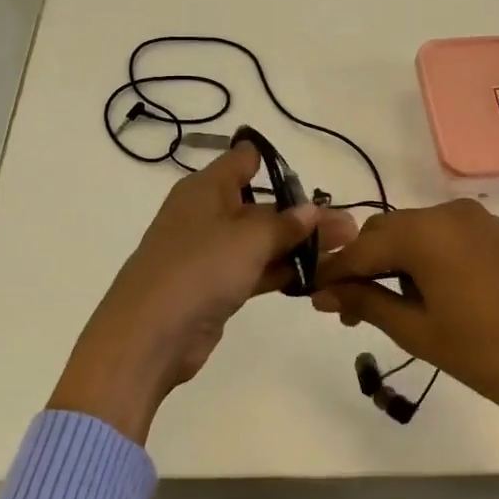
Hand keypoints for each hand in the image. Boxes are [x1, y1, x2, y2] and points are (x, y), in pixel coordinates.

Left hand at [50, 141, 356, 442]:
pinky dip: (282, 272)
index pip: (243, 161)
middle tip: (349, 227)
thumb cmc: (197, 270)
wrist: (148, 337)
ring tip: (345, 251)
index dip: (275, 162)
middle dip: (303, 215)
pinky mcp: (215, 287)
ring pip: (262, 242)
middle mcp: (206, 215)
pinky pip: (255, 271)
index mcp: (205, 189)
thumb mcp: (248, 239)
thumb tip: (312, 210)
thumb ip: (285, 223)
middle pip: (261, 206)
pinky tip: (317, 277)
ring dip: (299, 246)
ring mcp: (209, 254)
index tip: (312, 176)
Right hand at [309, 199, 498, 429]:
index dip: (334, 271)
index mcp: (425, 231)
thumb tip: (321, 293)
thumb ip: (365, 301)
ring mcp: (478, 220)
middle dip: (363, 265)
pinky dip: (426, 256)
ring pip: (416, 232)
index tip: (312, 294)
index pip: (363, 247)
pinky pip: (446, 236)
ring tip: (386, 304)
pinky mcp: (498, 233)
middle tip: (348, 308)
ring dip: (394, 260)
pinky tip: (424, 290)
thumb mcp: (415, 330)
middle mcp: (449, 212)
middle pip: (388, 231)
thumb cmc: (481, 353)